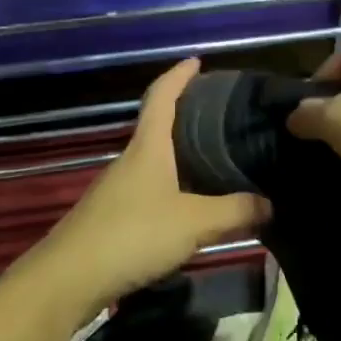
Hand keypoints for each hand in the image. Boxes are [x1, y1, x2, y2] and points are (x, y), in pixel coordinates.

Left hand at [32, 60, 270, 307]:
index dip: (178, 75)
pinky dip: (175, 188)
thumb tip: (270, 204)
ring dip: (183, 157)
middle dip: (188, 117)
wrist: (69, 279)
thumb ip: (234, 212)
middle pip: (159, 128)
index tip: (197, 61)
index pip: (161, 97)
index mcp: (148, 148)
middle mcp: (131, 161)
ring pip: (156, 162)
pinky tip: (193, 207)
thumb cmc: (132, 235)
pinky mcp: (114, 218)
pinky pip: (151, 190)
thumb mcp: (193, 223)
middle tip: (225, 118)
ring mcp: (118, 190)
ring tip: (219, 162)